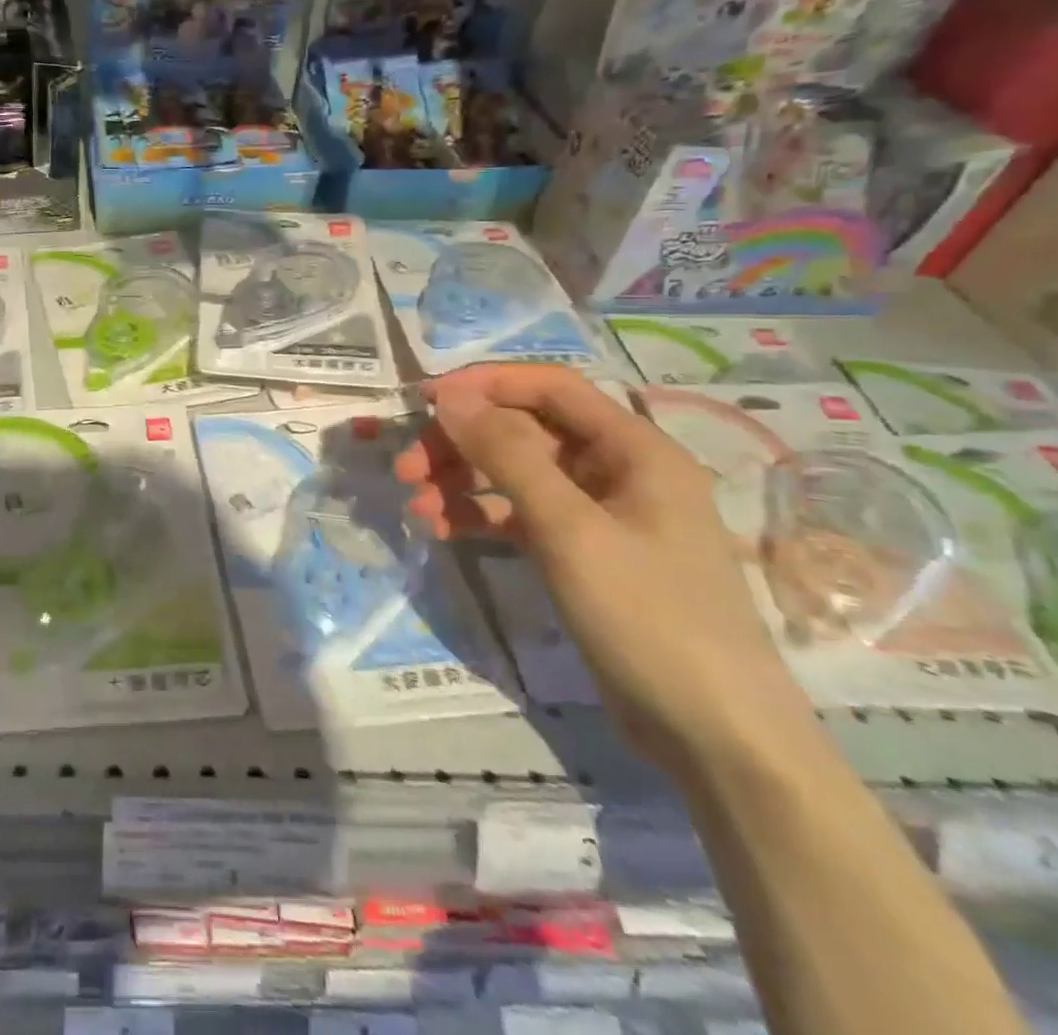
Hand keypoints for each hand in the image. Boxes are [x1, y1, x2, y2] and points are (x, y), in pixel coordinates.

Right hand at [395, 364, 812, 781]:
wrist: (714, 736)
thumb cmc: (649, 617)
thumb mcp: (569, 529)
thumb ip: (507, 455)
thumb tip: (450, 395)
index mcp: (634, 450)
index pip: (550, 387)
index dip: (485, 384)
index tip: (423, 399)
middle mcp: (617, 471)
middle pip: (525, 431)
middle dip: (461, 443)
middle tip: (405, 467)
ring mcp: (599, 516)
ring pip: (516, 474)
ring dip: (461, 481)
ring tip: (415, 504)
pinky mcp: (582, 554)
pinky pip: (520, 515)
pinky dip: (479, 516)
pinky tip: (441, 529)